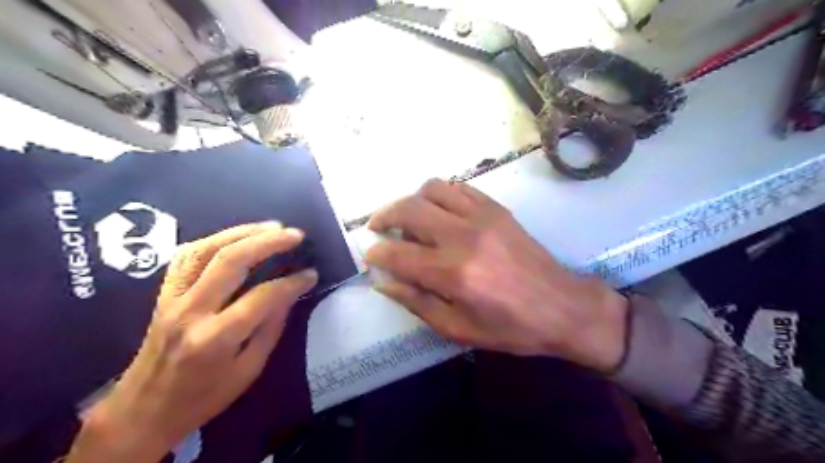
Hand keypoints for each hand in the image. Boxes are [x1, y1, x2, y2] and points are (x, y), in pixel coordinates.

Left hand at [64, 223, 316, 460]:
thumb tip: (290, 293)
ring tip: (271, 227)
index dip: (292, 282)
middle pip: (230, 261)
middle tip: (295, 235)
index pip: (262, 297)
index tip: (312, 274)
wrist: (142, 411)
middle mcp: (191, 312)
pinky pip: (186, 256)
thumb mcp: (248, 371)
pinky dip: (214, 239)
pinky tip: (235, 236)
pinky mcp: (163, 294)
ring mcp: (172, 299)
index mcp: (216, 339)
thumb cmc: (203, 398)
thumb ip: (271, 328)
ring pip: (205, 250)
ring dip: (242, 232)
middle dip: (267, 242)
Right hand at [363, 178, 628, 371]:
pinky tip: (438, 210)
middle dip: (383, 216)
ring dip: (411, 200)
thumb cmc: (511, 328)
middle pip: (409, 209)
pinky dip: (440, 194)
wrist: (564, 308)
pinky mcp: (497, 209)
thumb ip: (418, 303)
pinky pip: (459, 188)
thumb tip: (385, 283)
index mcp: (453, 273)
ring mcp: (482, 217)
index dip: (377, 254)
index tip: (371, 257)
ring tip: (407, 217)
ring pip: (432, 189)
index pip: (398, 254)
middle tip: (377, 228)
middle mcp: (464, 236)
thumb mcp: (459, 329)